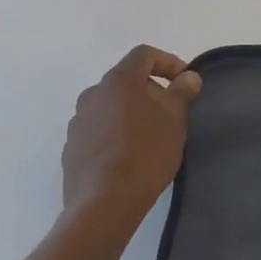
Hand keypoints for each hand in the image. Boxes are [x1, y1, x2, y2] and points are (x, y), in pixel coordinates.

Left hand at [60, 46, 202, 237]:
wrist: (104, 204)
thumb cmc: (146, 153)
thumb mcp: (175, 120)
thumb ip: (182, 92)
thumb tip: (188, 77)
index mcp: (118, 80)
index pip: (144, 55)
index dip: (168, 62)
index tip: (184, 82)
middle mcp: (93, 94)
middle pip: (126, 80)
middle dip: (150, 90)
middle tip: (170, 112)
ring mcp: (78, 122)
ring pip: (111, 106)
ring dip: (131, 112)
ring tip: (150, 136)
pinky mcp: (72, 148)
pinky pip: (98, 130)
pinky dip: (115, 133)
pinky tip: (128, 156)